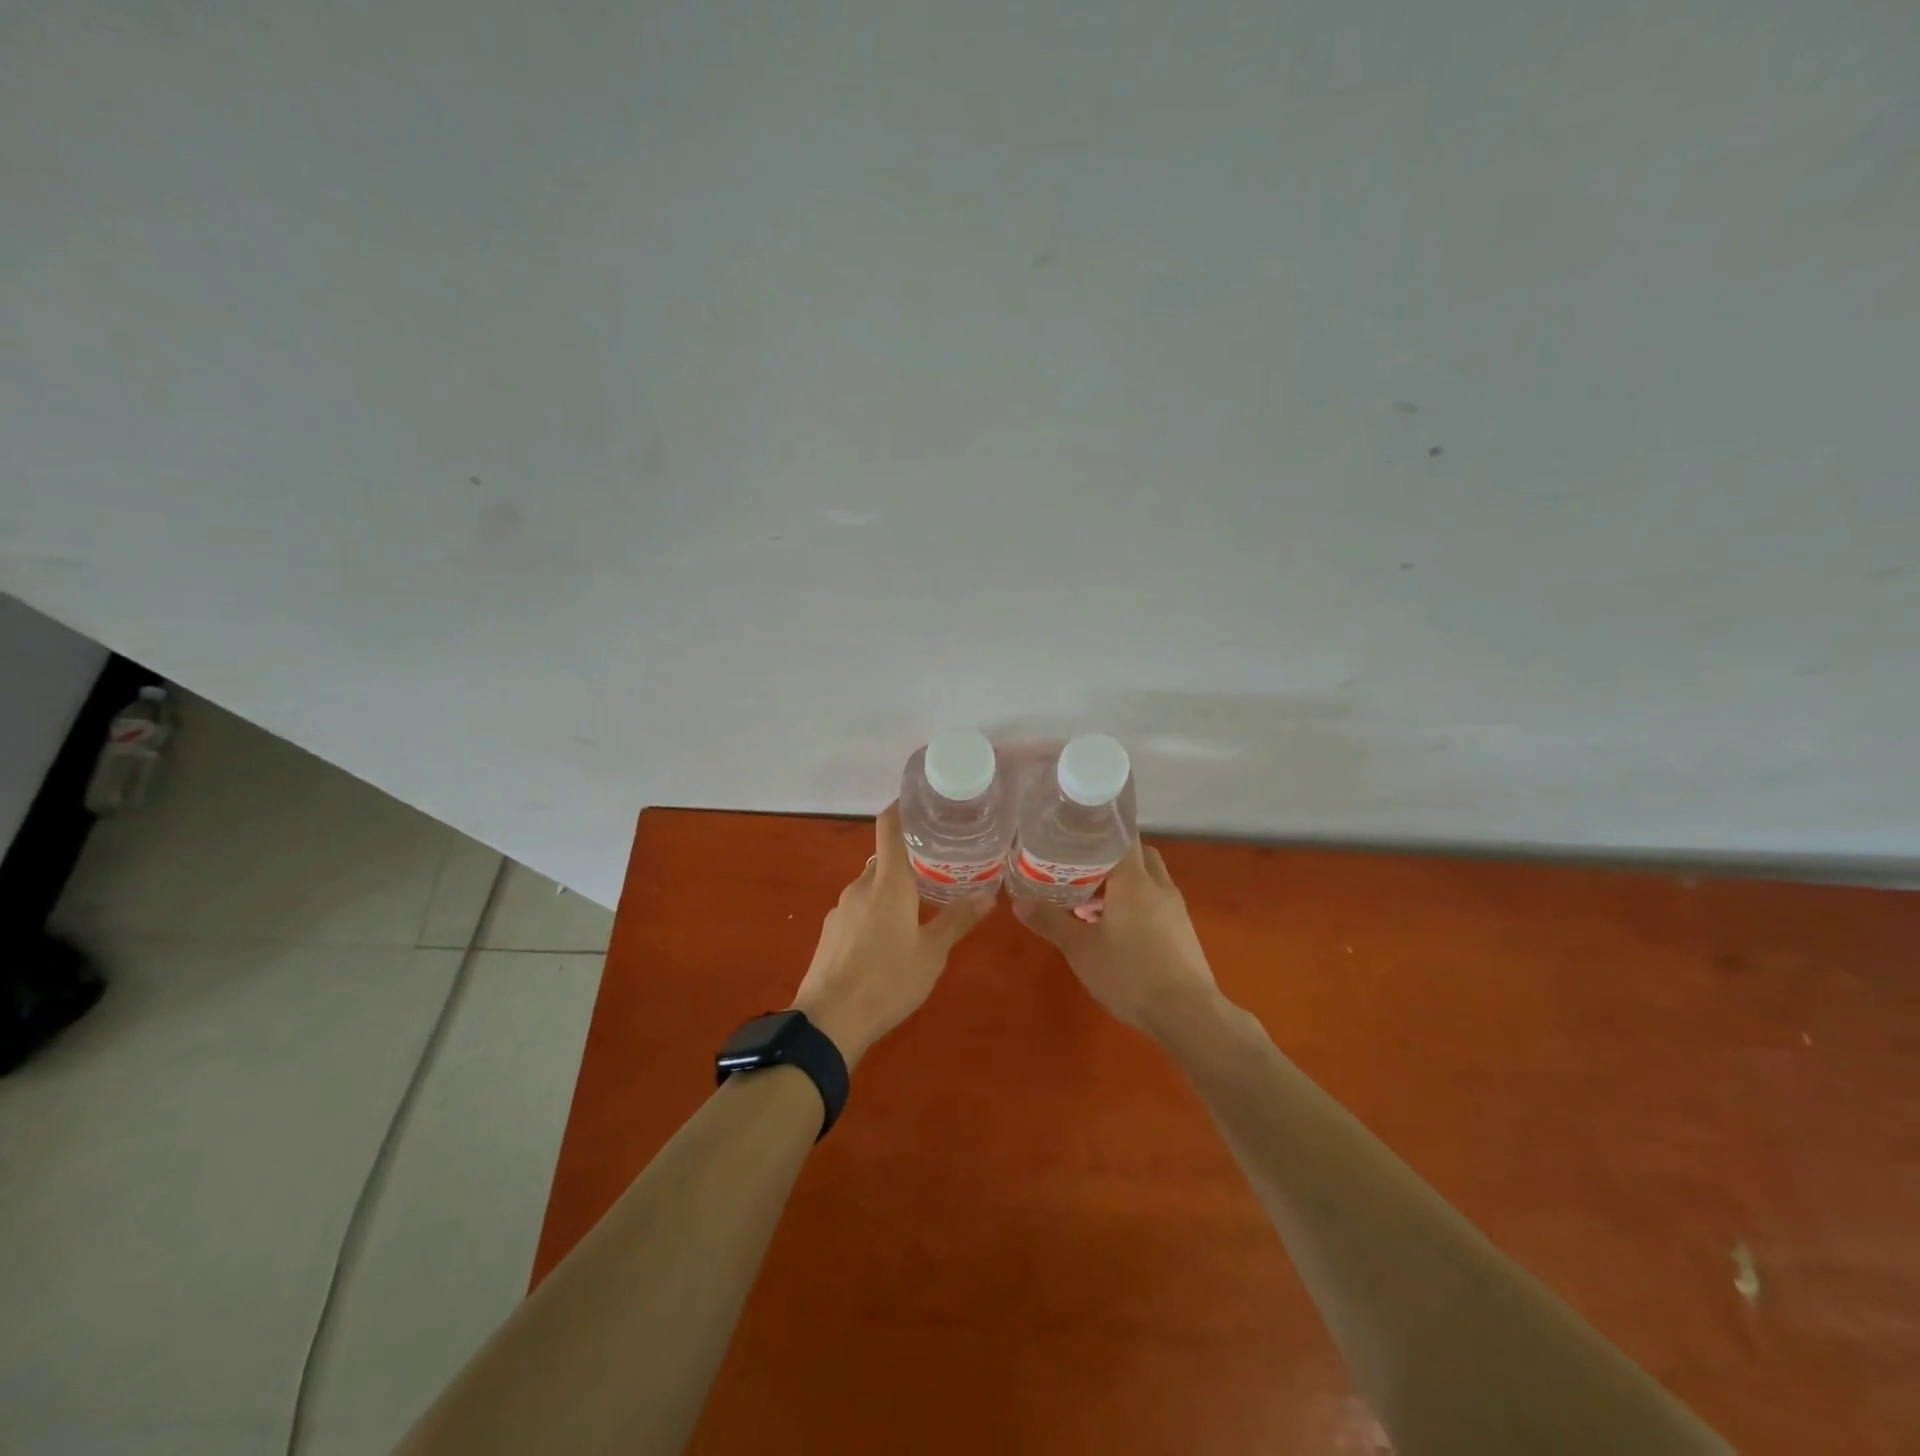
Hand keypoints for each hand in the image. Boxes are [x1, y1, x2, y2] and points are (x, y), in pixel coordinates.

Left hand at [790, 802, 994, 1068]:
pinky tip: (890, 936)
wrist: (828, 1022)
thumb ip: (958, 919)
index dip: (903, 808)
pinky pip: (859, 907)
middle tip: (940, 865)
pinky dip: (877, 909)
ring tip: (921, 904)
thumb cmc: (887, 981)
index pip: (889, 827)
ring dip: (894, 888)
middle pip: (885, 858)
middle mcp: (861, 886)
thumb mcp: (932, 953)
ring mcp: (841, 909)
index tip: (924, 803)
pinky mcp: (831, 931)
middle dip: (910, 858)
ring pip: (872, 885)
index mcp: (888, 882)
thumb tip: (989, 894)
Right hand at [1012, 839, 1220, 1039]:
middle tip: (1079, 870)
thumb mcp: (1080, 949)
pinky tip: (1115, 932)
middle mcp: (1159, 886)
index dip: (1099, 831)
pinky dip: (1136, 906)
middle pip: (1137, 856)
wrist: (1187, 1015)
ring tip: (1089, 905)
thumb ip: (1050, 921)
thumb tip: (1018, 901)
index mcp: (1134, 880)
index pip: (1122, 836)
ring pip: (1148, 882)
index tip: (1074, 835)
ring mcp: (1175, 910)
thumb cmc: (1130, 973)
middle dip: (1110, 859)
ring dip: (1122, 886)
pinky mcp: (1183, 932)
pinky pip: (1156, 904)